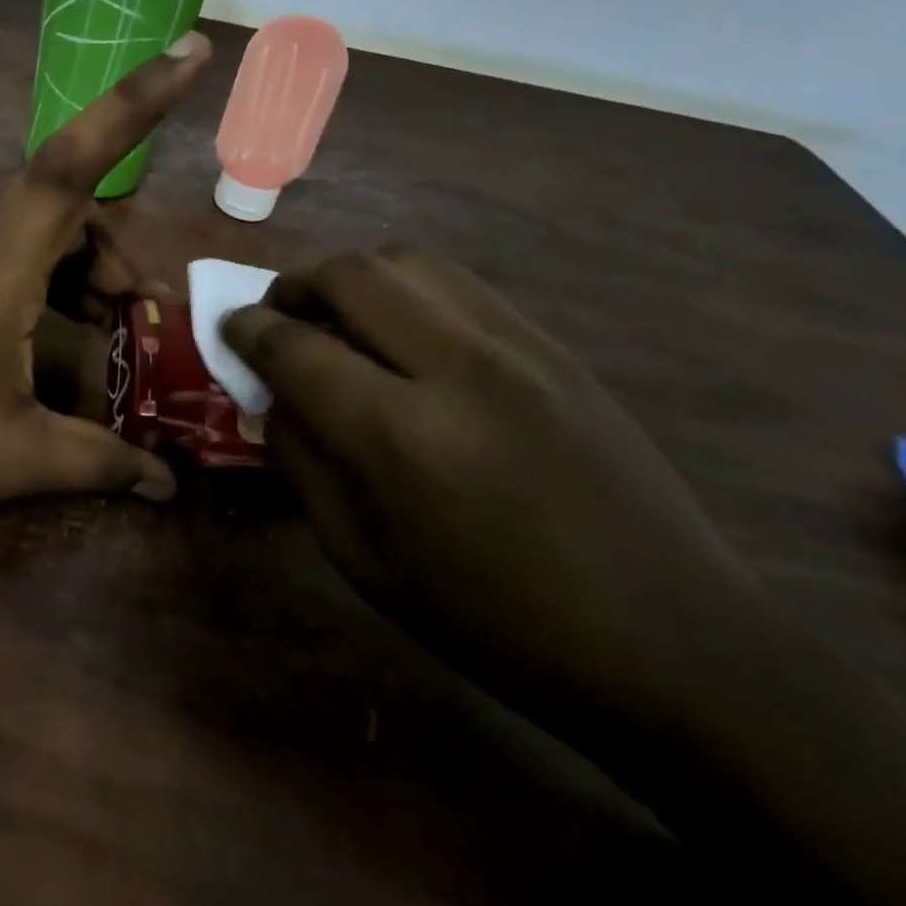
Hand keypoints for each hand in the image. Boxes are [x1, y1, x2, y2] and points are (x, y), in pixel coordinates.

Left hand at [0, 35, 211, 534]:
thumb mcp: (9, 458)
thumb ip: (99, 462)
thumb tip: (169, 485)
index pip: (73, 163)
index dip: (135, 102)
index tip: (192, 49)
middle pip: (67, 206)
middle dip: (118, 255)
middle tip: (141, 322)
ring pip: (36, 233)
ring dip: (82, 272)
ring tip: (105, 334)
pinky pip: (2, 255)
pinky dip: (44, 284)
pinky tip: (47, 342)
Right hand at [222, 247, 761, 733]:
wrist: (674, 643)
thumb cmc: (497, 622)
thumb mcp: (366, 562)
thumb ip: (303, 465)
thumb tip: (273, 397)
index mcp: (402, 437)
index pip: (295, 346)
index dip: (247, 330)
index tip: (231, 329)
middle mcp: (457, 368)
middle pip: (349, 275)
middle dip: (294, 285)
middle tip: (280, 318)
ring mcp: (516, 347)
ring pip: (406, 261)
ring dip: (351, 277)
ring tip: (339, 317)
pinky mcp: (553, 346)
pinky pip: (457, 283)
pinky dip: (407, 289)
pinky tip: (404, 331)